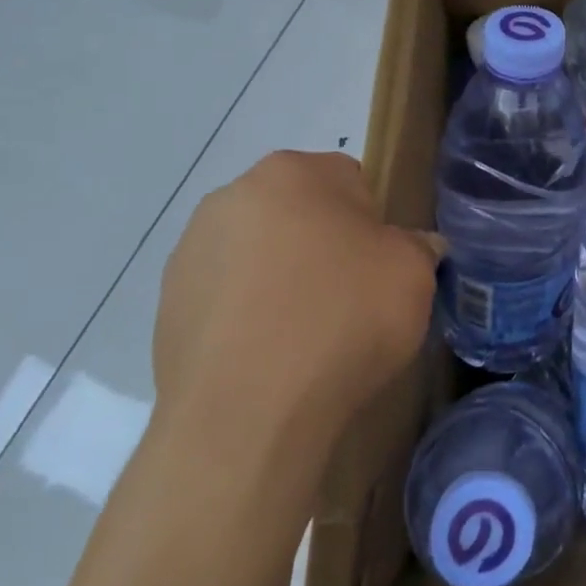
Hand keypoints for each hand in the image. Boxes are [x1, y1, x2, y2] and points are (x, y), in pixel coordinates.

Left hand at [151, 151, 436, 445]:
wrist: (248, 413)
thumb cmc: (343, 318)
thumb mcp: (414, 273)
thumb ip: (419, 245)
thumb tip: (416, 246)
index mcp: (293, 172)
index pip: (350, 180)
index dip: (374, 223)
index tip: (380, 266)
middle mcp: (232, 196)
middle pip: (299, 213)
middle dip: (323, 245)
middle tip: (349, 298)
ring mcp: (190, 251)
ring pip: (259, 254)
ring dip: (282, 278)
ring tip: (305, 335)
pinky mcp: (166, 306)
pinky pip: (227, 298)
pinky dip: (248, 316)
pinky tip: (268, 356)